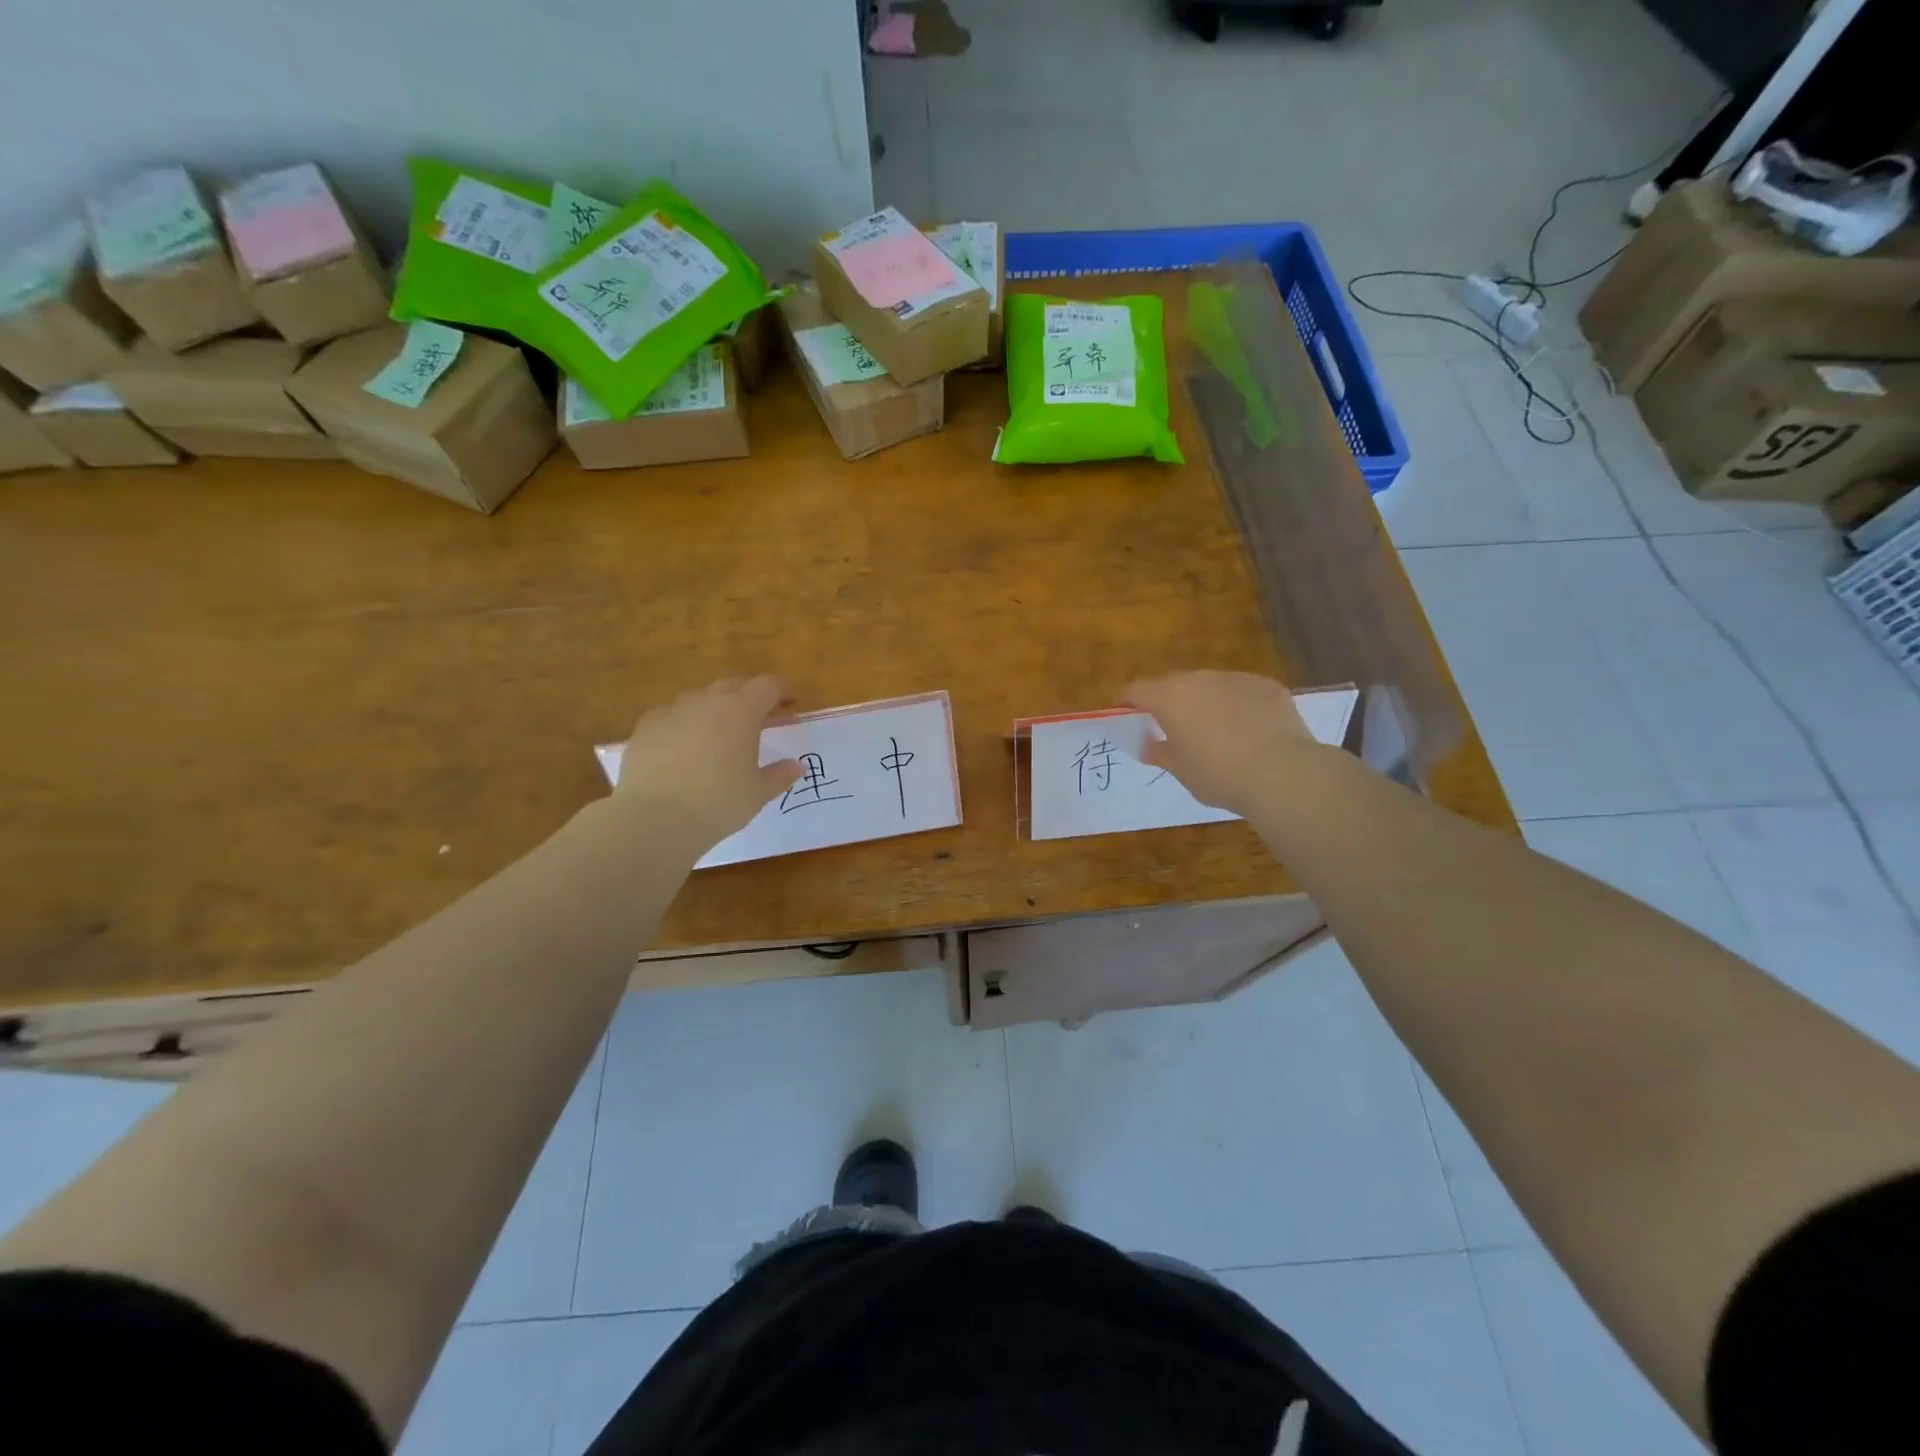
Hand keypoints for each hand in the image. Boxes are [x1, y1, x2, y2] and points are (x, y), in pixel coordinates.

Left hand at [613, 677, 801, 844]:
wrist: (654, 819)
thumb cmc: (718, 803)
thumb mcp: (758, 793)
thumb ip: (780, 775)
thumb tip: (797, 766)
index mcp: (742, 710)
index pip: (768, 686)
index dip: (782, 691)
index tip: (790, 703)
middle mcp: (707, 700)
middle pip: (734, 685)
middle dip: (750, 697)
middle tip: (760, 719)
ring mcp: (672, 710)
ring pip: (701, 698)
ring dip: (716, 709)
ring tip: (720, 734)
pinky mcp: (646, 726)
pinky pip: (672, 715)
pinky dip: (685, 724)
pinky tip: (684, 747)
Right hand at [1121, 670, 1315, 815]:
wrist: (1282, 773)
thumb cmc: (1218, 774)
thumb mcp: (1180, 770)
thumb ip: (1160, 752)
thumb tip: (1148, 746)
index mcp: (1170, 697)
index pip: (1136, 690)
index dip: (1126, 701)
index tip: (1124, 714)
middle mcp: (1200, 679)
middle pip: (1173, 684)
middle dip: (1167, 702)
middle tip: (1171, 727)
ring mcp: (1236, 679)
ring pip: (1210, 686)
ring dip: (1204, 702)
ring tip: (1214, 731)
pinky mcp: (1267, 686)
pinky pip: (1242, 692)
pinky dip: (1237, 706)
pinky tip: (1249, 732)